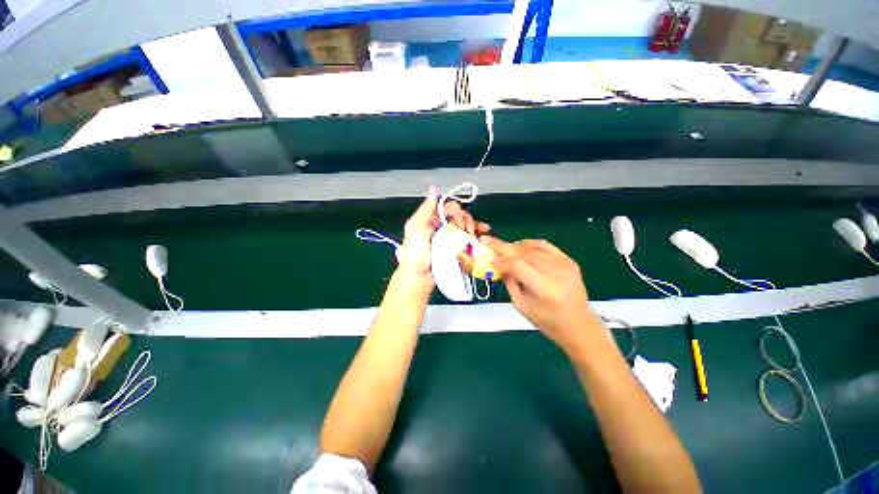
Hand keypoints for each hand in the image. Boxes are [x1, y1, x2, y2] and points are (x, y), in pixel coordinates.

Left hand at [397, 187, 489, 276]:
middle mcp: (440, 228)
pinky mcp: (455, 250)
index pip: (447, 208)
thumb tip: (433, 189)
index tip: (458, 215)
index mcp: (430, 220)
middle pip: (458, 217)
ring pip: (464, 227)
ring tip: (477, 231)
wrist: (419, 278)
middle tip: (466, 227)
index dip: (455, 209)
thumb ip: (426, 208)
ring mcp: (449, 239)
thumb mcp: (416, 227)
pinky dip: (475, 235)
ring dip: (472, 226)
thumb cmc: (415, 252)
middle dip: (464, 219)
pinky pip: (467, 239)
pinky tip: (482, 234)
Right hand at [474, 237, 601, 353]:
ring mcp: (564, 264)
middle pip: (524, 252)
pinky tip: (519, 246)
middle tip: (487, 240)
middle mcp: (556, 272)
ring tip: (501, 246)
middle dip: (503, 246)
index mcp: (544, 288)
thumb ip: (509, 282)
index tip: (488, 257)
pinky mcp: (568, 260)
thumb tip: (498, 265)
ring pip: (533, 247)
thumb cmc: (548, 322)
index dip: (500, 260)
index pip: (517, 265)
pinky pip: (545, 245)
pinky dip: (529, 243)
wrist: (579, 325)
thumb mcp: (522, 306)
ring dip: (514, 245)